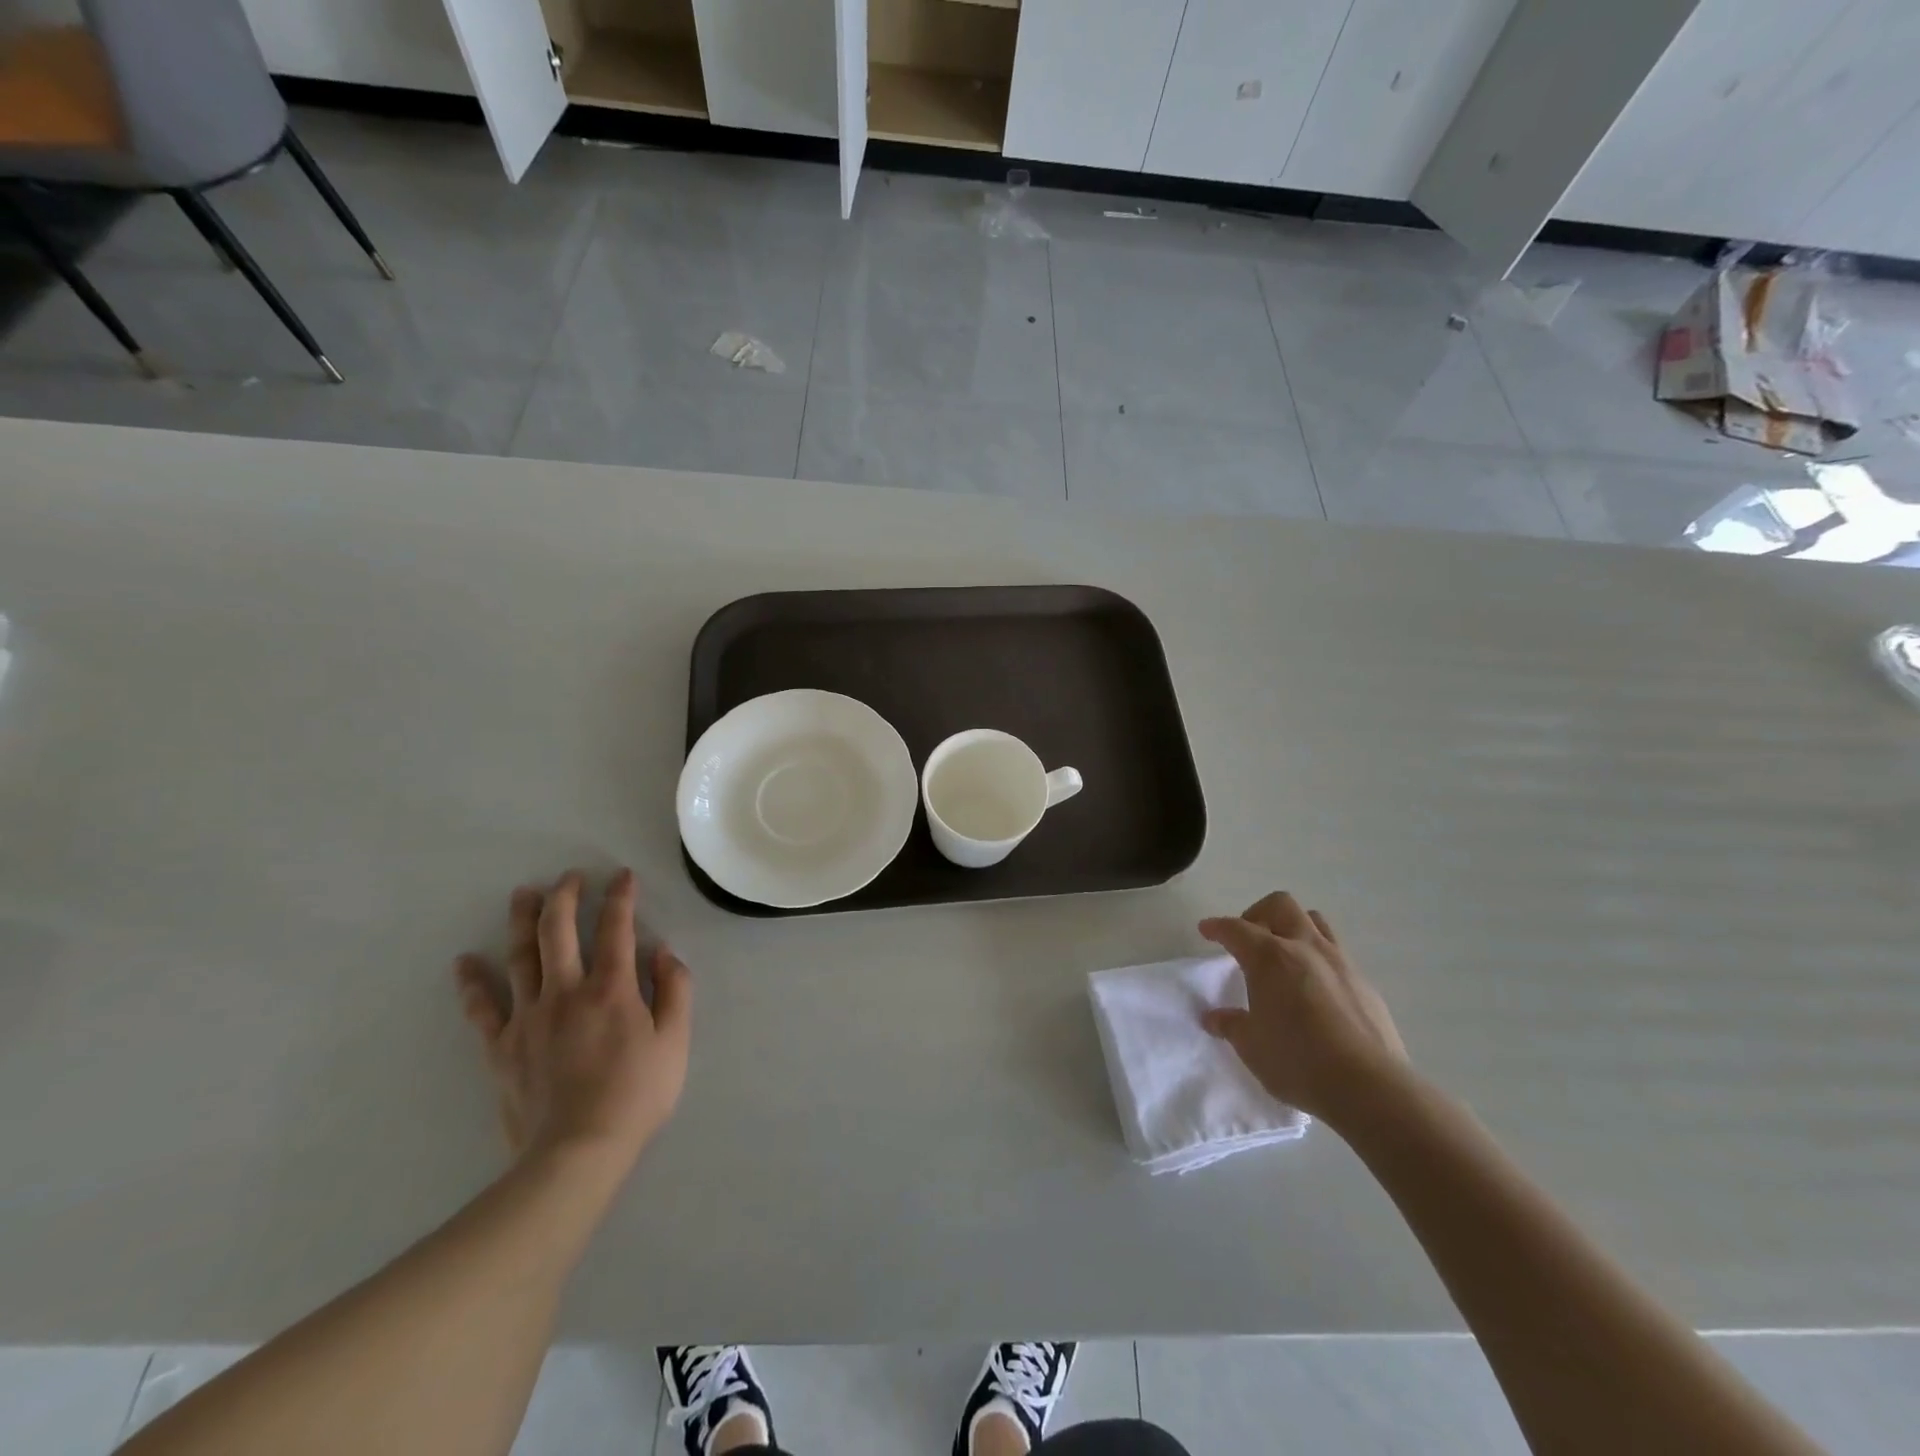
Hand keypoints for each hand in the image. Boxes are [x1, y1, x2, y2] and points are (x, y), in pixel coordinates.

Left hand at [454, 869, 691, 1173]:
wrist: (577, 1152)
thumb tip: (664, 952)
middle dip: (564, 897)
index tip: (622, 876)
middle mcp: (566, 992)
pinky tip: (463, 962)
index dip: (620, 898)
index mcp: (612, 989)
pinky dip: (472, 983)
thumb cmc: (637, 1095)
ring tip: (522, 894)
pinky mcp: (502, 1047)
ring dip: (522, 921)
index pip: (617, 929)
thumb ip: (675, 990)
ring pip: (520, 957)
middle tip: (569, 877)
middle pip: (558, 932)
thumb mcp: (675, 1041)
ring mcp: (528, 1018)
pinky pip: (482, 1009)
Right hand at [1199, 892, 1407, 1124]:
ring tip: (1283, 956)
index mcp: (1269, 957)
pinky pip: (1337, 954)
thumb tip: (1214, 1017)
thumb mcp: (1251, 1046)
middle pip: (1281, 906)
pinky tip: (1314, 989)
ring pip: (1314, 921)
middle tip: (1249, 940)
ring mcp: (1340, 962)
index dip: (1217, 927)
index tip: (1207, 930)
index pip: (1236, 929)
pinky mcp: (1364, 984)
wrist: (1370, 1088)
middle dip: (1258, 914)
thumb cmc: (1297, 1061)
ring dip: (1293, 928)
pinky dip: (1318, 959)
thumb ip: (1231, 1025)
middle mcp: (1305, 948)